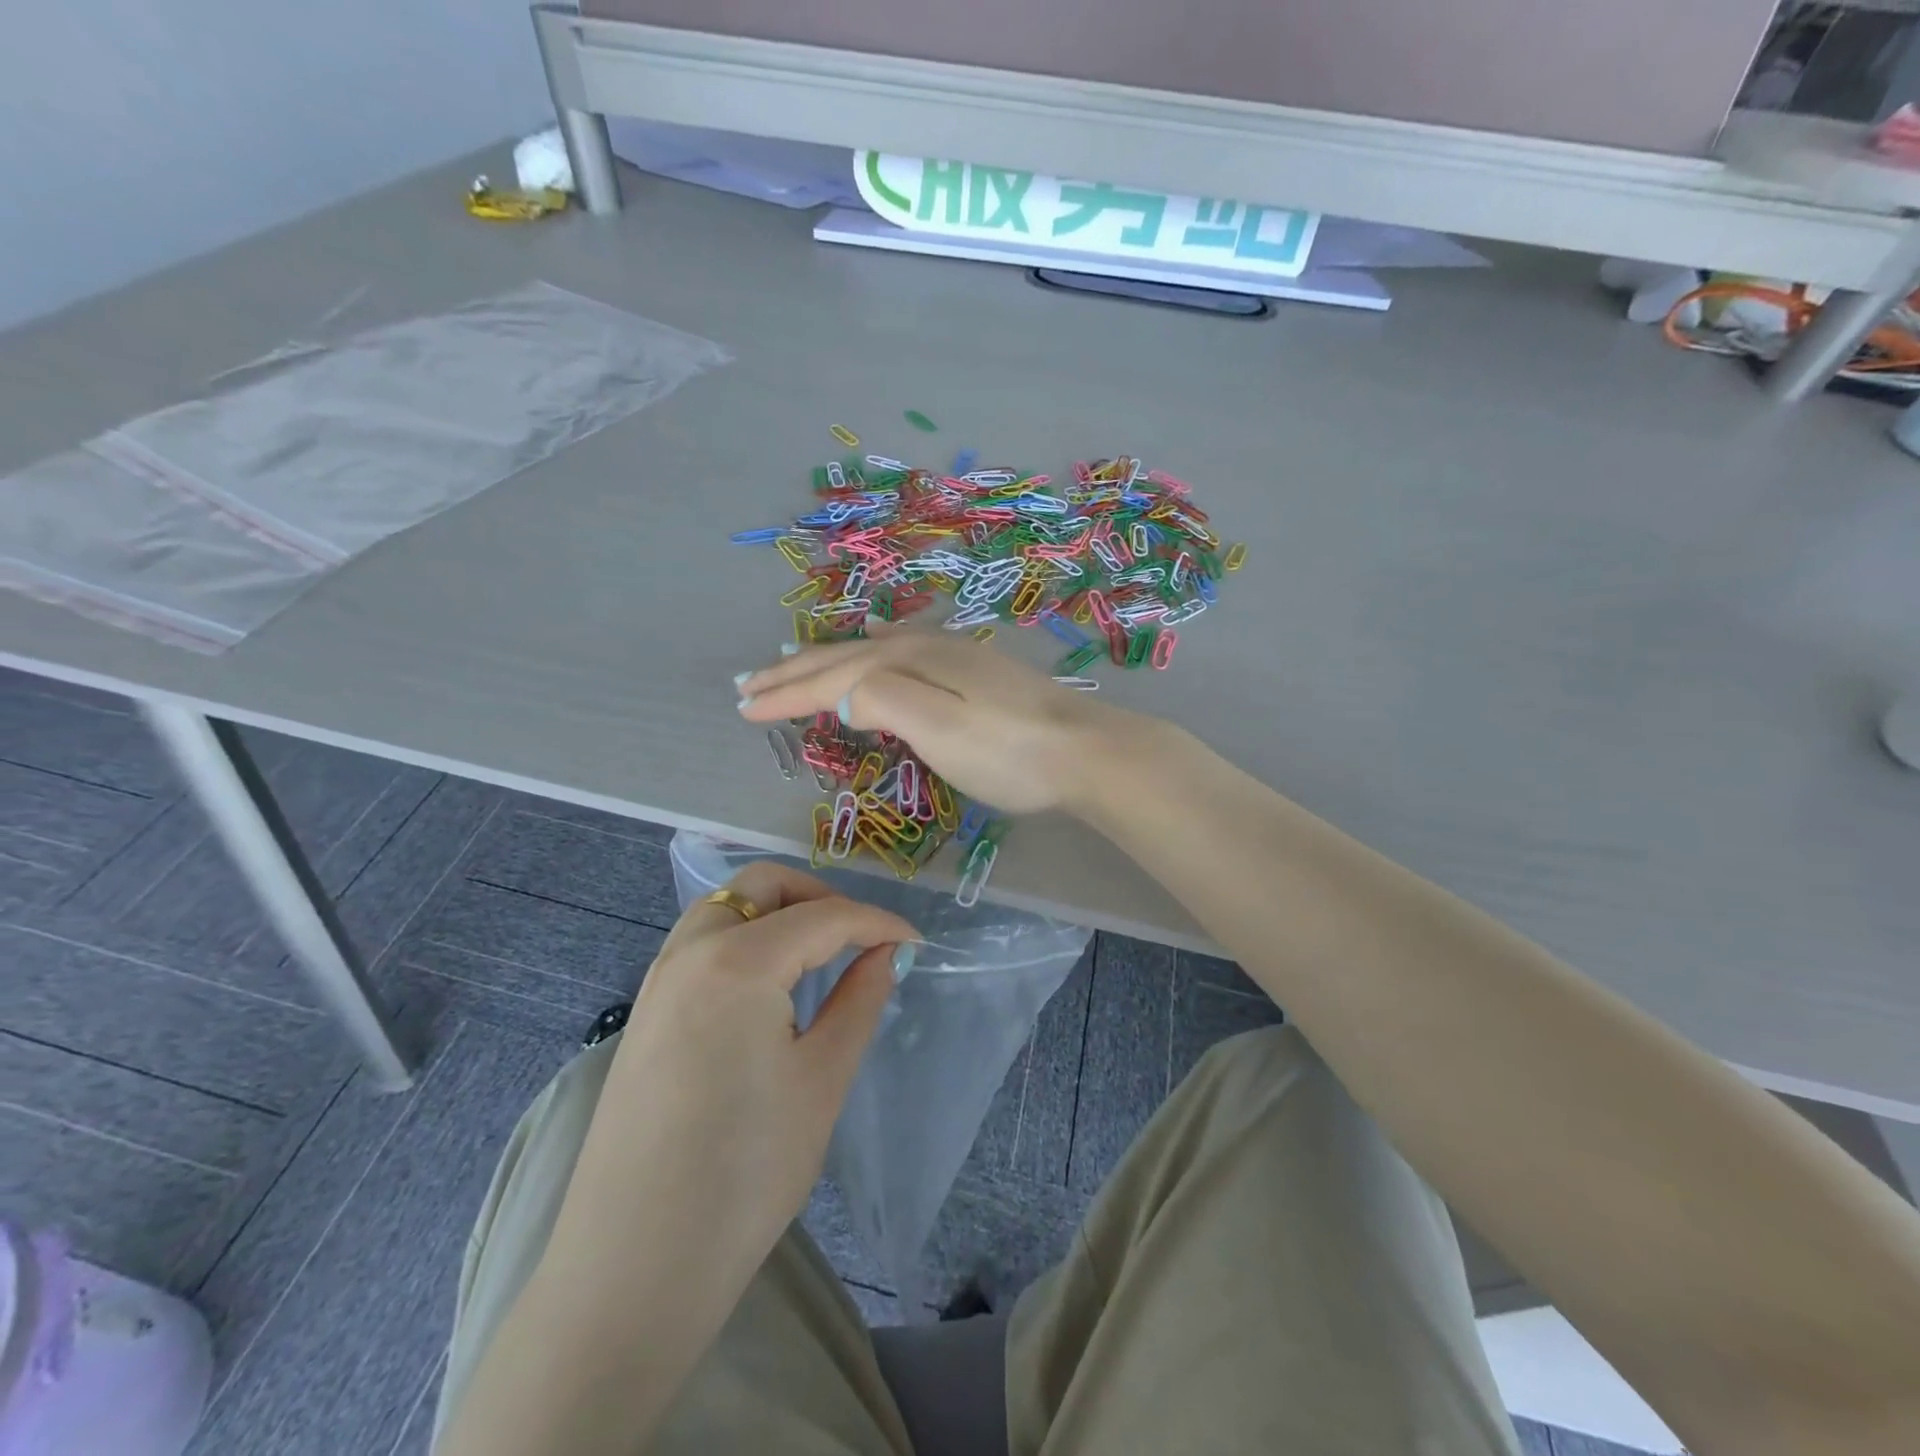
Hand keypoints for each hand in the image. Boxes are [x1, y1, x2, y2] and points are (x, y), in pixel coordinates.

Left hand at [547, 862, 918, 1292]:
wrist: (633, 1270)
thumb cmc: (745, 1173)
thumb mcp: (821, 1080)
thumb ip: (859, 1000)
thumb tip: (886, 954)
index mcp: (736, 961)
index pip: (823, 916)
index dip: (877, 923)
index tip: (915, 943)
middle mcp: (689, 951)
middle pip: (763, 885)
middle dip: (820, 897)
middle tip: (859, 941)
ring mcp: (658, 980)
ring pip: (727, 907)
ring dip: (779, 914)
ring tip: (820, 961)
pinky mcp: (645, 1012)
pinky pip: (702, 943)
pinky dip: (746, 940)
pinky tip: (771, 989)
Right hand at [736, 630, 1126, 813]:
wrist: (1087, 752)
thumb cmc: (1009, 751)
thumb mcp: (940, 730)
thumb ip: (884, 703)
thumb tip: (840, 697)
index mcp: (910, 662)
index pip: (832, 678)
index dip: (786, 693)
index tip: (741, 708)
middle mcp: (925, 648)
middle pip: (845, 657)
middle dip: (794, 671)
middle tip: (747, 683)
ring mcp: (952, 656)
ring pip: (870, 651)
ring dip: (825, 659)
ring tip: (790, 660)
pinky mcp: (971, 672)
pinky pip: (899, 652)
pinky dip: (868, 653)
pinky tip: (871, 646)